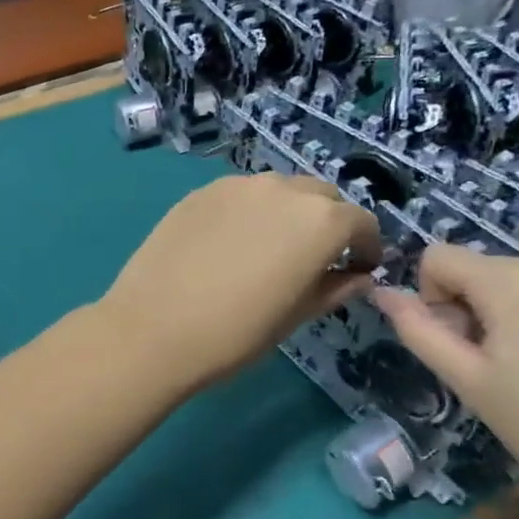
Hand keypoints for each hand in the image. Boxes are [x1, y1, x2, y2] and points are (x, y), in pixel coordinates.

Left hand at [100, 172, 380, 393]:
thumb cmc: (235, 333)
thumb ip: (334, 288)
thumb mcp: (296, 316)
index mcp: (320, 221)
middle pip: (320, 197)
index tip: (358, 268)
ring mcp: (237, 186)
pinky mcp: (200, 192)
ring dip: (287, 212)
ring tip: (270, 247)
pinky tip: (230, 243)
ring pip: (279, 190)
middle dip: (327, 223)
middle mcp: (283, 189)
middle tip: (314, 258)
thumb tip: (356, 276)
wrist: (153, 328)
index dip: (364, 246)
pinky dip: (249, 211)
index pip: (360, 222)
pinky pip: (240, 195)